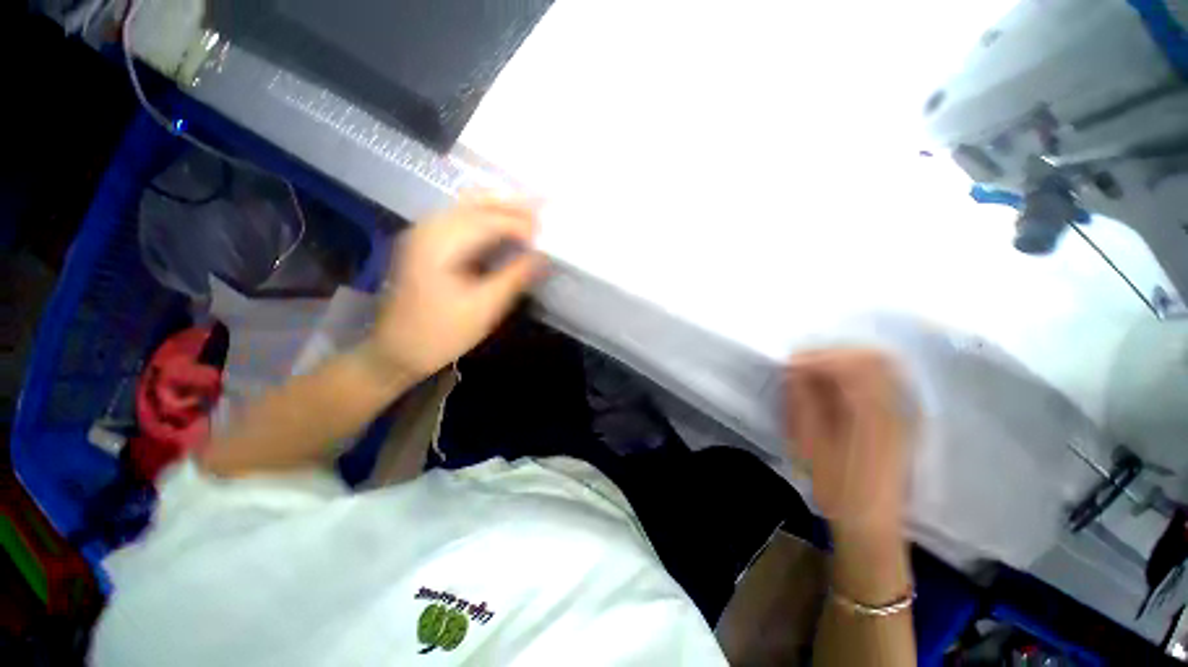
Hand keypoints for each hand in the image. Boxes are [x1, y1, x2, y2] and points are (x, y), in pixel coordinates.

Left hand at [370, 195, 544, 380]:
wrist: (396, 350)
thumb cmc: (441, 332)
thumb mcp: (484, 308)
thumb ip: (515, 277)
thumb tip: (544, 257)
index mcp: (441, 242)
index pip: (491, 220)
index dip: (523, 223)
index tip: (550, 233)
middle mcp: (430, 226)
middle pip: (478, 202)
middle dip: (514, 205)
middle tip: (546, 209)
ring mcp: (425, 232)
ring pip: (469, 205)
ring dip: (502, 208)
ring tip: (532, 215)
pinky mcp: (426, 242)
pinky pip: (462, 218)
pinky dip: (488, 217)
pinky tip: (505, 226)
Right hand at [784, 349, 914, 537]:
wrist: (871, 523)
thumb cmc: (837, 488)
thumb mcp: (812, 447)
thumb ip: (804, 403)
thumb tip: (793, 371)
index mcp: (871, 415)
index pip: (849, 365)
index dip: (815, 358)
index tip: (789, 365)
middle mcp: (893, 407)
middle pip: (868, 357)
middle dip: (829, 353)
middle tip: (800, 365)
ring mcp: (900, 412)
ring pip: (878, 365)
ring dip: (843, 360)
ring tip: (814, 372)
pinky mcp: (898, 418)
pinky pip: (882, 379)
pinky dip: (856, 373)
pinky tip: (835, 385)